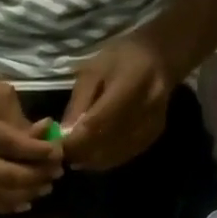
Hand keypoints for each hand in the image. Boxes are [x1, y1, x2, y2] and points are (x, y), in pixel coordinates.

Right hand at [0, 69, 63, 213]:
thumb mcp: (0, 97)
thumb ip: (22, 122)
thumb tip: (47, 136)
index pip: (9, 143)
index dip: (35, 150)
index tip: (57, 152)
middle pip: (5, 174)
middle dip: (35, 175)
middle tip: (56, 172)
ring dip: (26, 193)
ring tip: (46, 186)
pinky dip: (9, 205)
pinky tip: (26, 202)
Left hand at [61, 30, 181, 171]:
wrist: (159, 57)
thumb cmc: (121, 58)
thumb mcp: (93, 71)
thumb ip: (78, 104)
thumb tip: (63, 136)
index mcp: (132, 83)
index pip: (98, 123)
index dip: (76, 140)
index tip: (57, 146)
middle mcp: (146, 108)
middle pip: (107, 143)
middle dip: (81, 152)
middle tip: (63, 155)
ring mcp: (151, 125)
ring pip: (114, 154)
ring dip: (91, 160)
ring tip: (75, 155)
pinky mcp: (152, 137)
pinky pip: (123, 156)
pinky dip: (104, 160)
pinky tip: (92, 155)